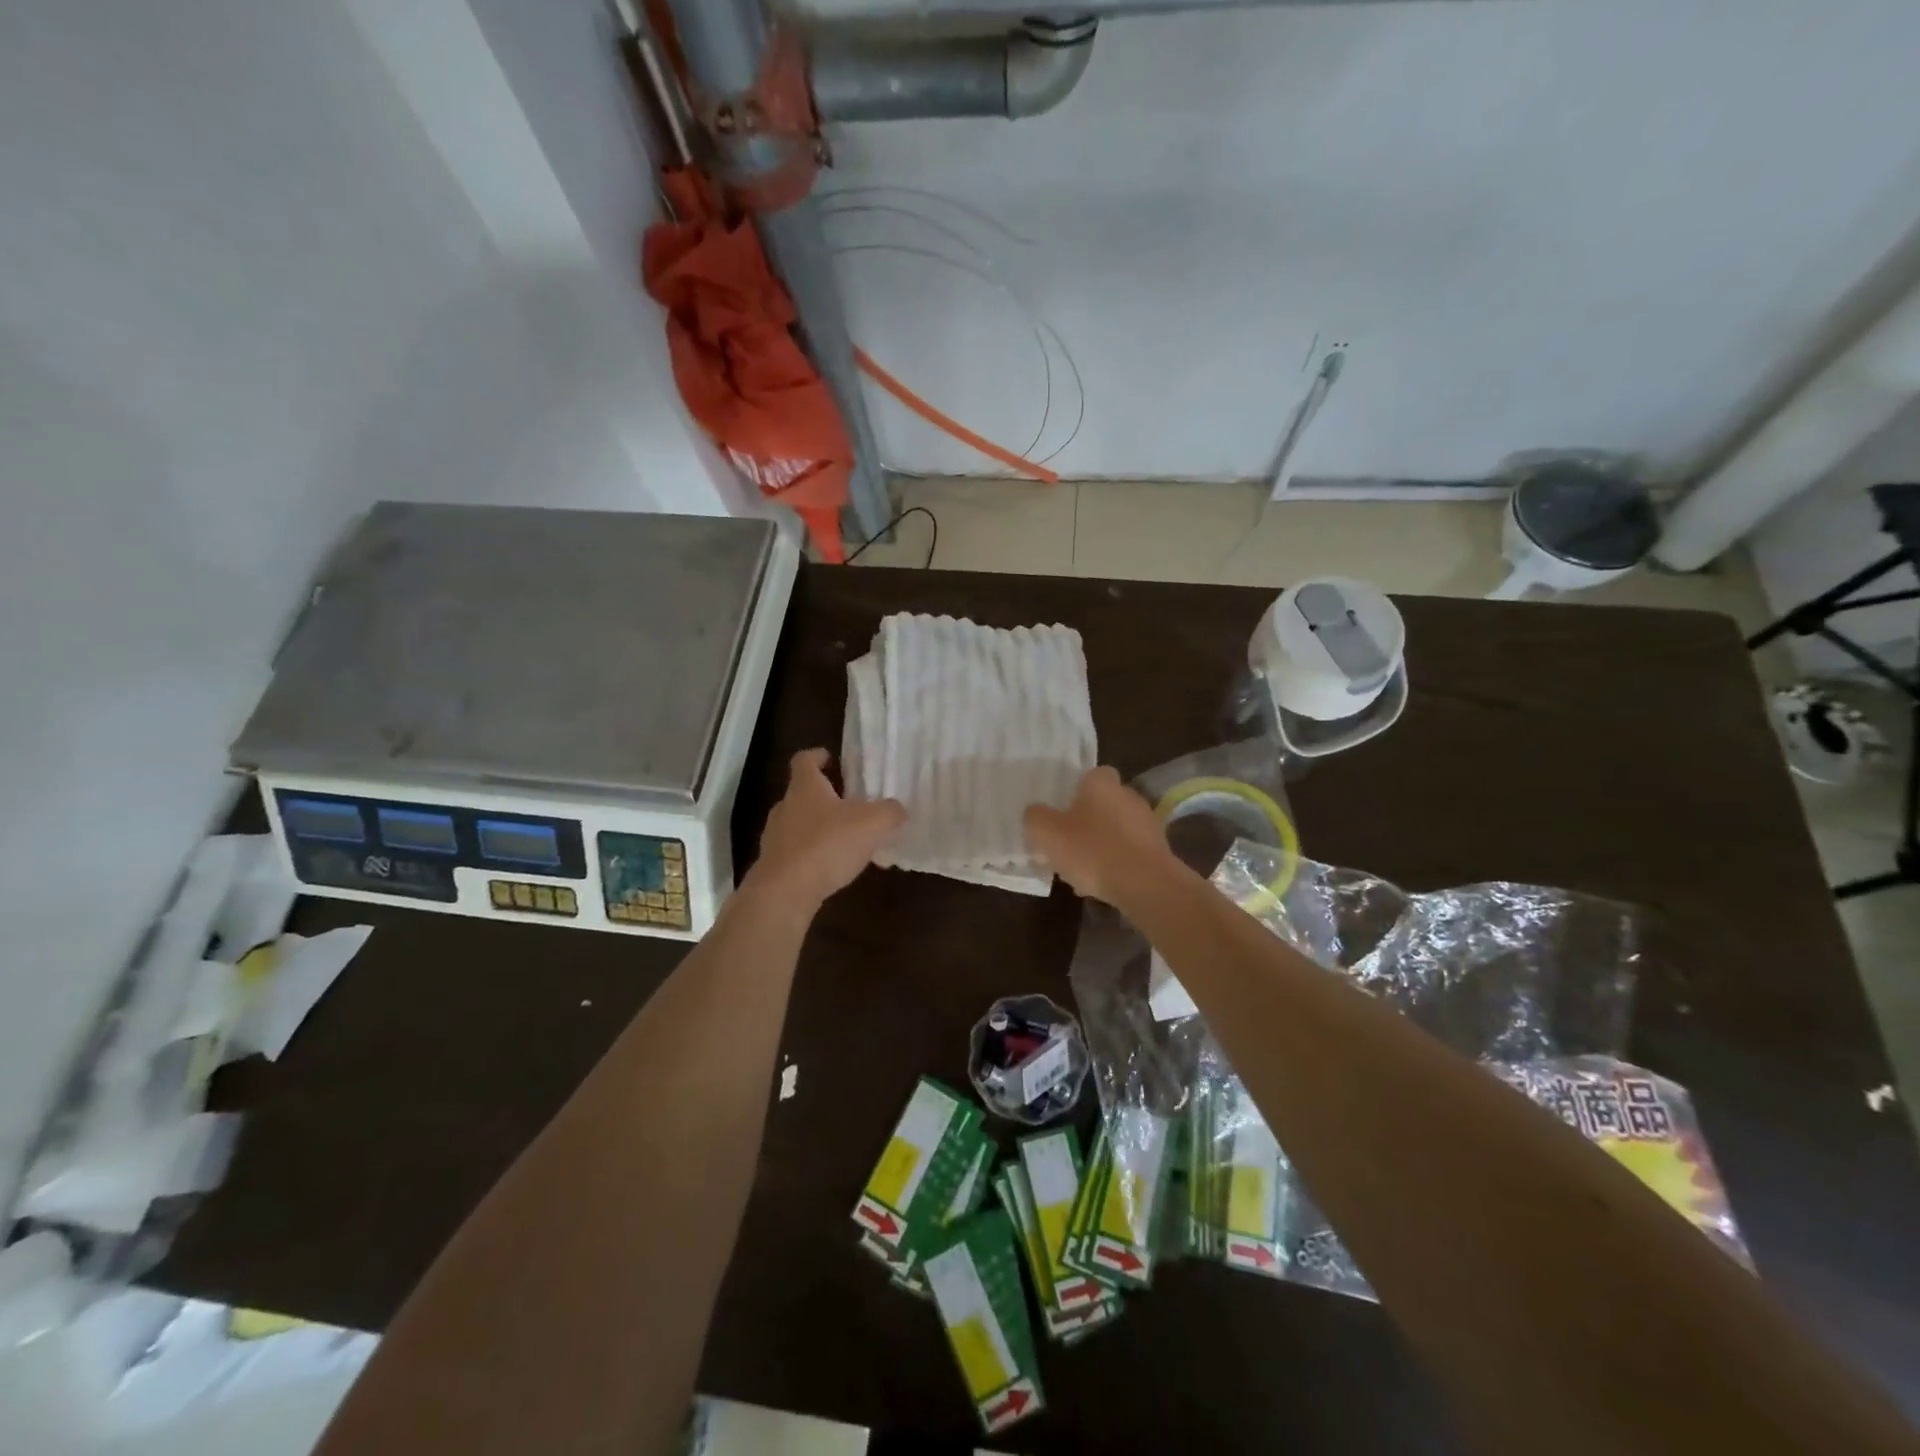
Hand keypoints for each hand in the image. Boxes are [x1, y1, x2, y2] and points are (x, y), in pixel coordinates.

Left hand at [747, 749, 905, 910]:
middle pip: (803, 794)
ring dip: (821, 829)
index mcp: (805, 787)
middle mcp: (785, 807)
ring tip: (848, 842)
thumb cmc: (828, 844)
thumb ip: (890, 812)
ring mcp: (775, 837)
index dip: (817, 756)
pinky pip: (798, 853)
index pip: (804, 760)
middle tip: (851, 805)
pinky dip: (815, 856)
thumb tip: (898, 809)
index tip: (831, 758)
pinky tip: (835, 870)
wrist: (785, 892)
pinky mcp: (774, 866)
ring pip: (800, 825)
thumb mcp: (873, 824)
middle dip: (826, 798)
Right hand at [1024, 766, 1177, 906]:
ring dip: (1100, 845)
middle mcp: (1128, 794)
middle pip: (1101, 803)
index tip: (1059, 813)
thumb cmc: (1093, 850)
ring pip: (1115, 830)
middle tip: (1066, 843)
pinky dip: (1116, 863)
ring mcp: (1148, 822)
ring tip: (1081, 871)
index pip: (1088, 776)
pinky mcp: (1159, 849)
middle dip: (1085, 821)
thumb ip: (1035, 817)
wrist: (1146, 885)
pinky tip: (1102, 884)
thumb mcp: (1047, 833)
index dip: (1073, 792)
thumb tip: (1036, 813)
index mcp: (1102, 782)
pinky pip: (1129, 852)